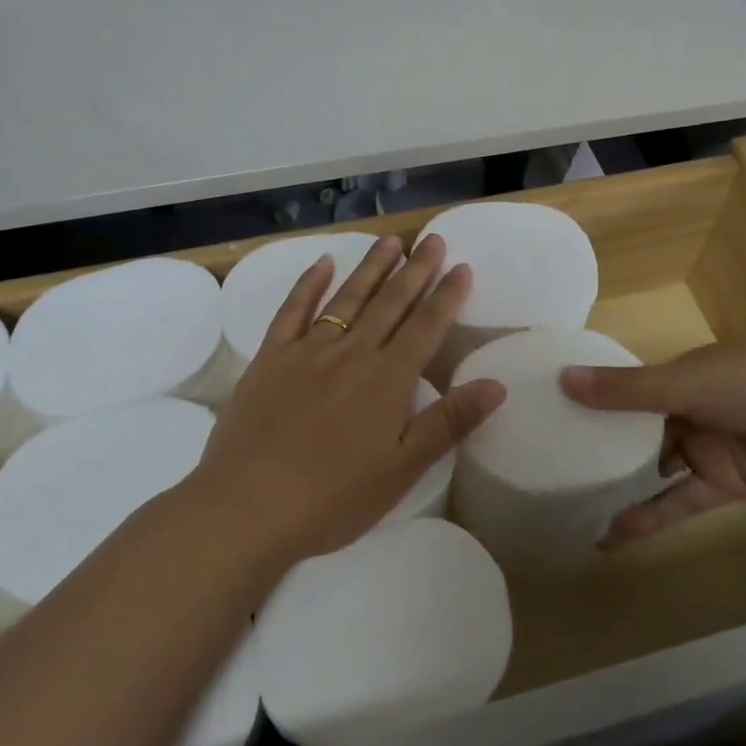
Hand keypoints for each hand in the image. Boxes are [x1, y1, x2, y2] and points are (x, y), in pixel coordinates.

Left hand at [191, 233, 505, 561]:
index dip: (447, 296)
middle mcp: (353, 353)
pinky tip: (323, 263)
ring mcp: (308, 351)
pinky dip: (309, 283)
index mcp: (388, 379)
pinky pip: (293, 310)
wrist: (249, 505)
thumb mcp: (403, 468)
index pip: (426, 327)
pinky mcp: (271, 357)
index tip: (462, 267)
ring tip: (391, 241)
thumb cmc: (334, 496)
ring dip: (371, 267)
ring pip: (348, 298)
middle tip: (433, 239)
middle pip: (391, 302)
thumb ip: (449, 422)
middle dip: (416, 269)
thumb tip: (497, 384)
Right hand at [560, 340, 745, 545]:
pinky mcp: (724, 485)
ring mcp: (703, 450)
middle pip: (631, 433)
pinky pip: (678, 502)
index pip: (619, 391)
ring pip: (651, 470)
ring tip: (572, 507)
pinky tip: (614, 532)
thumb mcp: (684, 383)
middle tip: (548, 470)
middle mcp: (681, 411)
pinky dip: (650, 517)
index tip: (542, 418)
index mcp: (672, 378)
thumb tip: (562, 380)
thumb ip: (626, 390)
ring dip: (620, 487)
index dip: (586, 403)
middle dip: (597, 449)